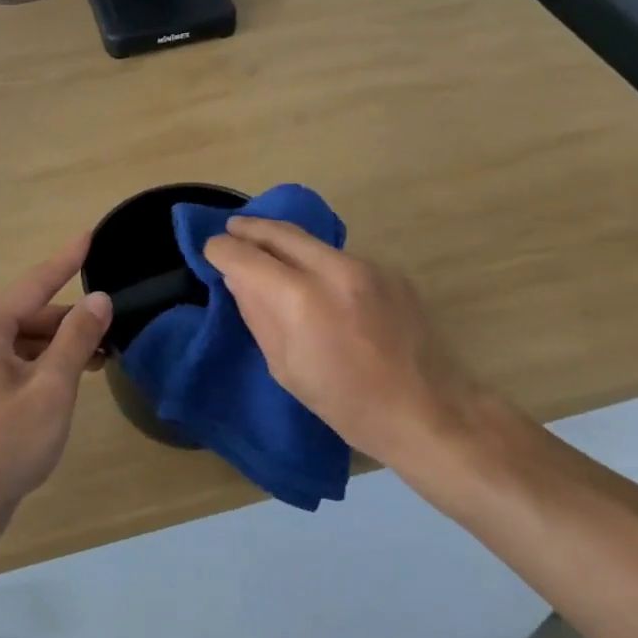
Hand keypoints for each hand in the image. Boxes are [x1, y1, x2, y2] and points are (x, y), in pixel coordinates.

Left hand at [0, 234, 112, 515]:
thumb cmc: (5, 442)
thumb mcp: (51, 388)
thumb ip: (76, 339)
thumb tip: (99, 299)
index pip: (34, 283)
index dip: (66, 260)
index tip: (91, 235)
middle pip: (31, 315)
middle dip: (71, 318)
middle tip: (113, 324)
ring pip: (26, 343)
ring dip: (62, 345)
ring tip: (101, 356)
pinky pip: (19, 365)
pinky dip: (47, 365)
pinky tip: (72, 379)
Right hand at [203, 216, 493, 470]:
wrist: (426, 410)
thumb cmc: (345, 403)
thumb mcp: (285, 367)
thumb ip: (258, 314)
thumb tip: (239, 278)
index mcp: (300, 299)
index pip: (245, 256)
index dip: (222, 250)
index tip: (212, 251)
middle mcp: (332, 269)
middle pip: (279, 231)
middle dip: (250, 228)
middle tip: (232, 228)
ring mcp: (366, 265)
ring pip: (312, 242)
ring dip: (285, 242)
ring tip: (270, 251)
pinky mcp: (389, 271)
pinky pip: (341, 258)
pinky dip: (319, 263)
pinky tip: (318, 282)